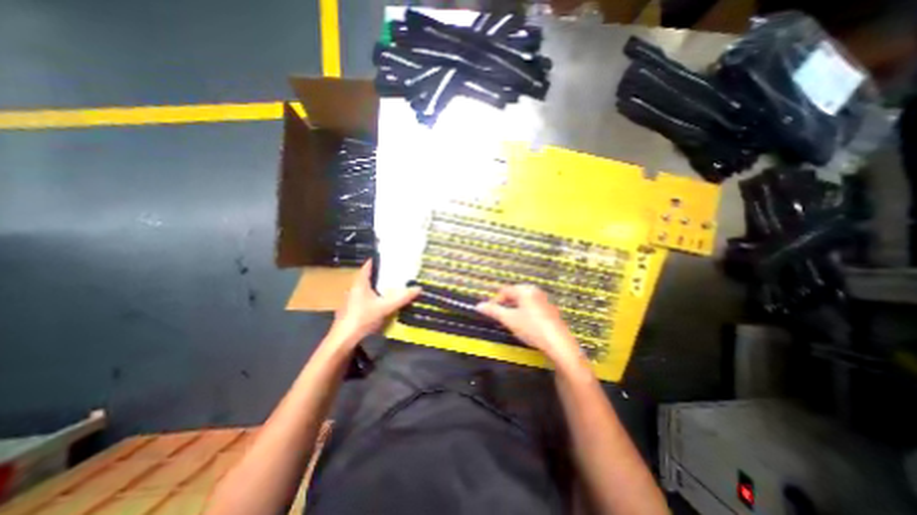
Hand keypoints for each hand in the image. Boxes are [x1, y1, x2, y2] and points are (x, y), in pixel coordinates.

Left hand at [327, 259, 420, 348]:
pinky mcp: (353, 309)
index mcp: (360, 283)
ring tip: (393, 284)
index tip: (390, 257)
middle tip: (396, 271)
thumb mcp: (385, 307)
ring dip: (378, 285)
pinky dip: (375, 296)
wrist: (344, 339)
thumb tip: (419, 288)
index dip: (378, 260)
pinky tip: (384, 301)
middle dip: (382, 274)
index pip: (368, 266)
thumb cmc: (362, 318)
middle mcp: (355, 288)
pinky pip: (366, 297)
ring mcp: (352, 299)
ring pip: (367, 288)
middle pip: (369, 276)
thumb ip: (402, 298)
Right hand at [473, 285, 579, 365]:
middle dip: (505, 304)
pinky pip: (533, 307)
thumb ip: (493, 311)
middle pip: (515, 294)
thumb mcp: (509, 319)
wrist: (558, 344)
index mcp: (525, 290)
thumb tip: (478, 306)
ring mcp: (545, 301)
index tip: (489, 311)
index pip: (504, 290)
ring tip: (510, 321)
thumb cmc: (532, 328)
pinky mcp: (550, 311)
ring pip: (524, 301)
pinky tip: (525, 325)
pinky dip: (525, 313)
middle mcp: (536, 292)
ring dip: (514, 309)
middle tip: (500, 316)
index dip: (494, 300)